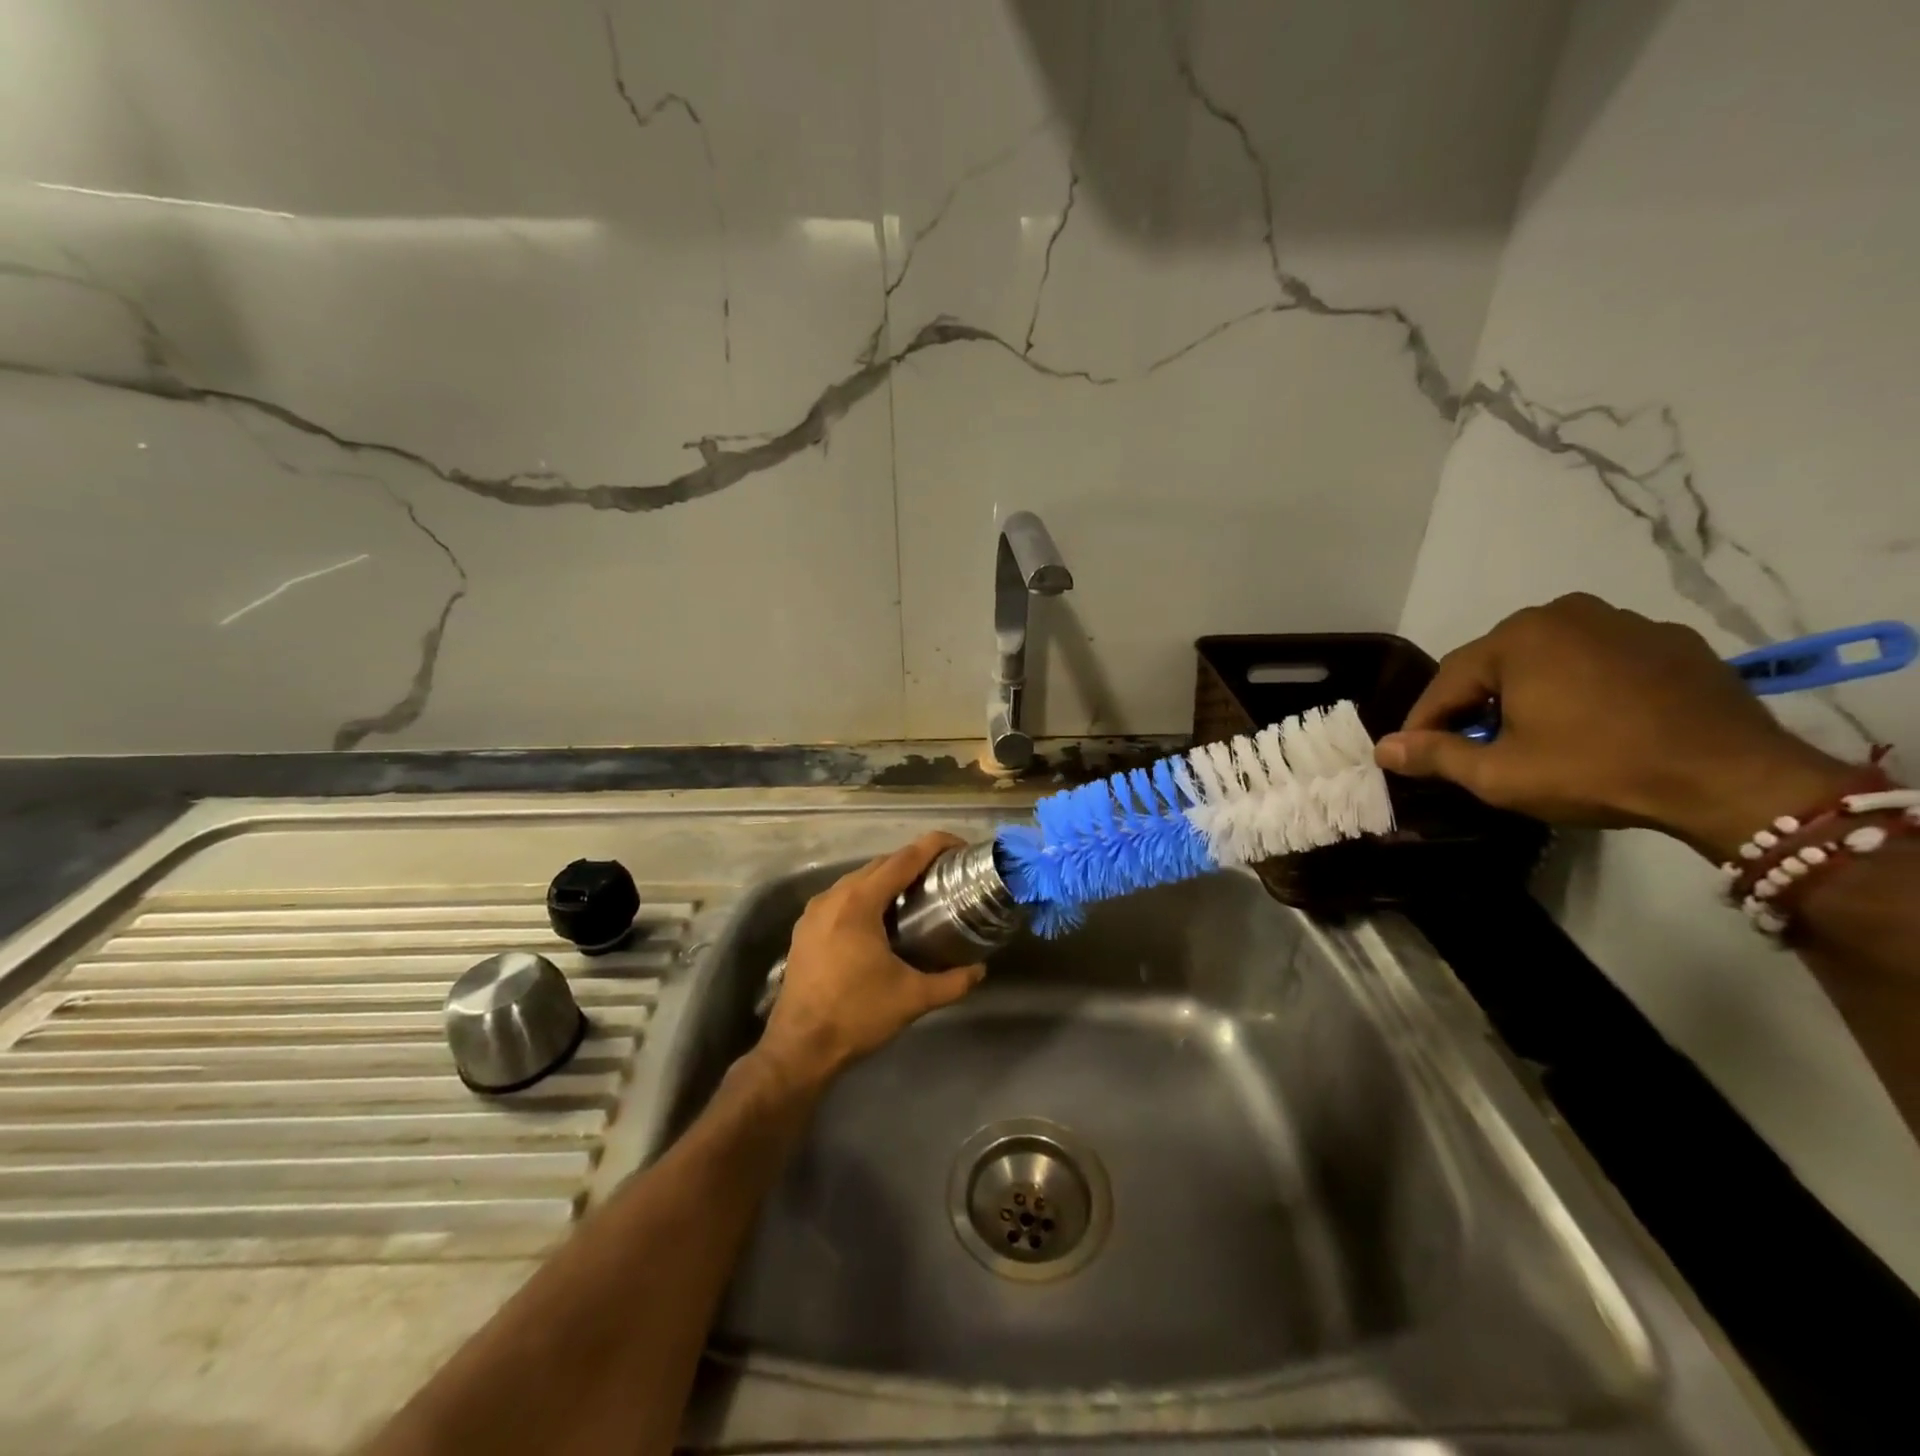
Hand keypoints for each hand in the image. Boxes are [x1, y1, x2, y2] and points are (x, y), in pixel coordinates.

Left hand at [757, 833, 984, 1090]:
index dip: (933, 846)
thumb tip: (980, 970)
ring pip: (858, 880)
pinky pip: (841, 898)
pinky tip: (882, 920)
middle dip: (913, 862)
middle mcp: (834, 896)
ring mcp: (814, 912)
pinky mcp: (805, 929)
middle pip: (880, 864)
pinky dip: (866, 897)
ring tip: (917, 894)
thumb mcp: (913, 998)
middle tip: (944, 874)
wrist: (799, 1048)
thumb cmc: (857, 1015)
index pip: (904, 859)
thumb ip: (952, 982)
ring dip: (887, 880)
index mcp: (859, 902)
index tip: (959, 845)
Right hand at [1374, 594, 1856, 858]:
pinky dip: (1581, 686)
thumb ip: (1434, 755)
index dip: (1426, 721)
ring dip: (1527, 692)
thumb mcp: (1499, 773)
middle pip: (1497, 663)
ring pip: (1549, 658)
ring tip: (1531, 734)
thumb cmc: (1596, 769)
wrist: (1732, 779)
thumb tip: (1382, 749)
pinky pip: (1600, 660)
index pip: (1449, 681)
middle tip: (1472, 746)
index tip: (1414, 753)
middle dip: (1477, 704)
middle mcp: (1566, 613)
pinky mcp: (1673, 642)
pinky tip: (1590, 722)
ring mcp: (1626, 622)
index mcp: (1518, 637)